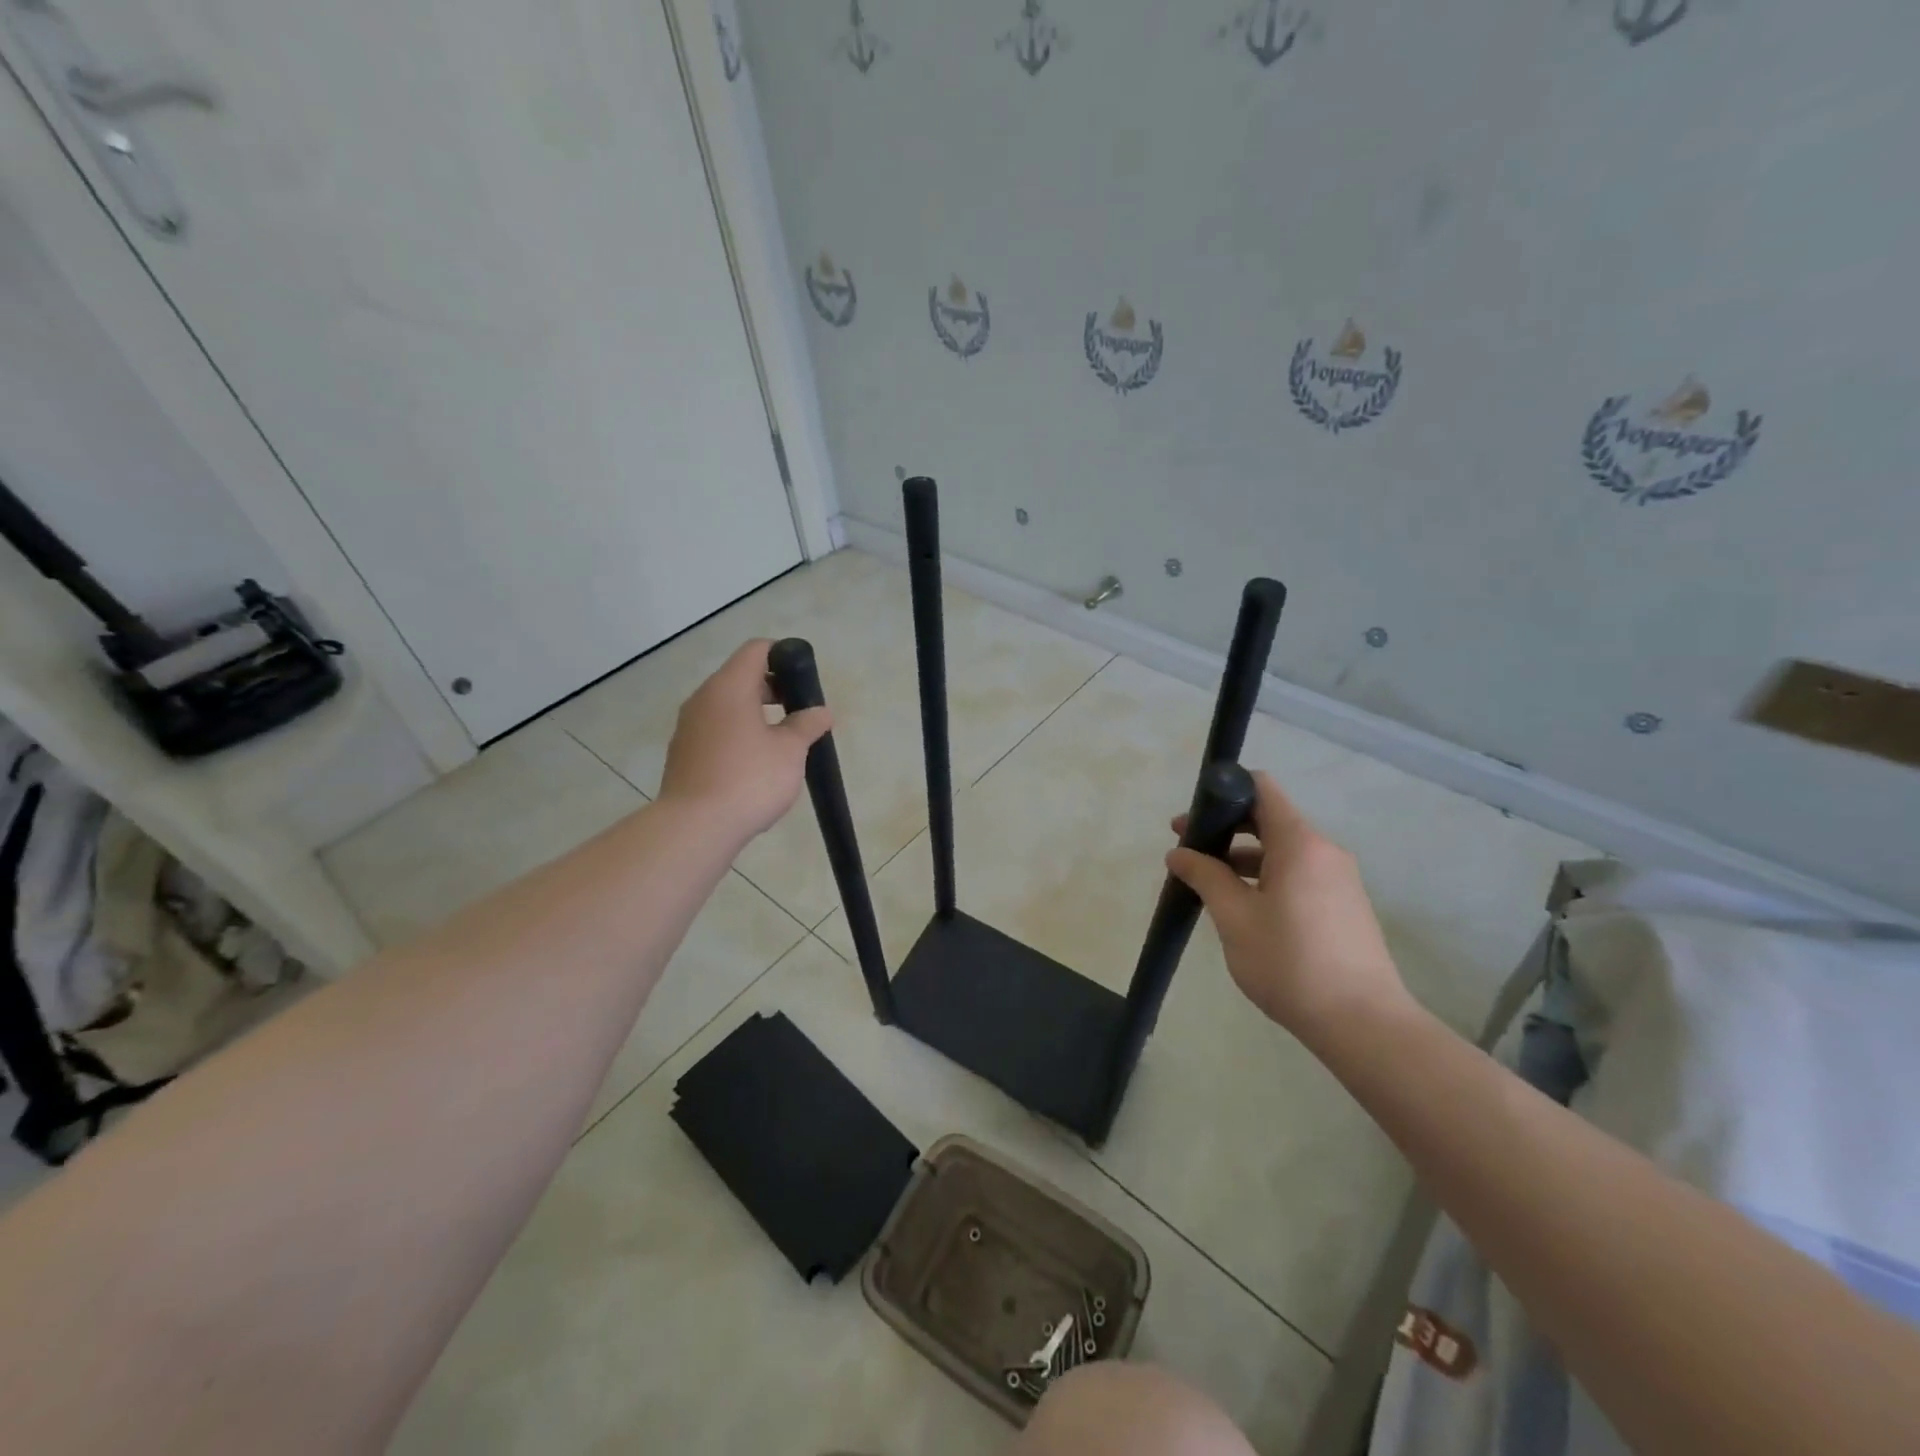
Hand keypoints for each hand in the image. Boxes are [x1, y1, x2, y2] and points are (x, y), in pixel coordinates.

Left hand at [658, 640, 831, 842]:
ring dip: (755, 714)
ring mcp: (688, 727)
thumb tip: (821, 712)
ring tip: (780, 742)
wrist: (695, 827)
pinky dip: (737, 734)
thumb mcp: (790, 751)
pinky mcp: (683, 754)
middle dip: (773, 688)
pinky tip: (754, 764)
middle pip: (740, 677)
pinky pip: (715, 730)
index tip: (804, 679)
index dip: (783, 655)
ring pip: (726, 706)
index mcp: (729, 687)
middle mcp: (703, 699)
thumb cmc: (749, 779)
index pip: (756, 650)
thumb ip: (807, 725)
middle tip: (799, 713)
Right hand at [1167, 770, 1409, 1036]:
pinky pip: (1298, 874)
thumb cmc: (1290, 963)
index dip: (1225, 790)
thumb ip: (1205, 877)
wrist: (1363, 1024)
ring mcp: (1339, 879)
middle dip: (1225, 828)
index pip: (1262, 789)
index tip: (1194, 815)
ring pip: (1282, 850)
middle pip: (1270, 819)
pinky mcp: (1344, 905)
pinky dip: (1266, 877)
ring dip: (1243, 857)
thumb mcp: (1235, 918)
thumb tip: (1178, 853)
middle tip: (1186, 848)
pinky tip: (1242, 907)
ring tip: (1206, 883)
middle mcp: (1324, 851)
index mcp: (1300, 843)